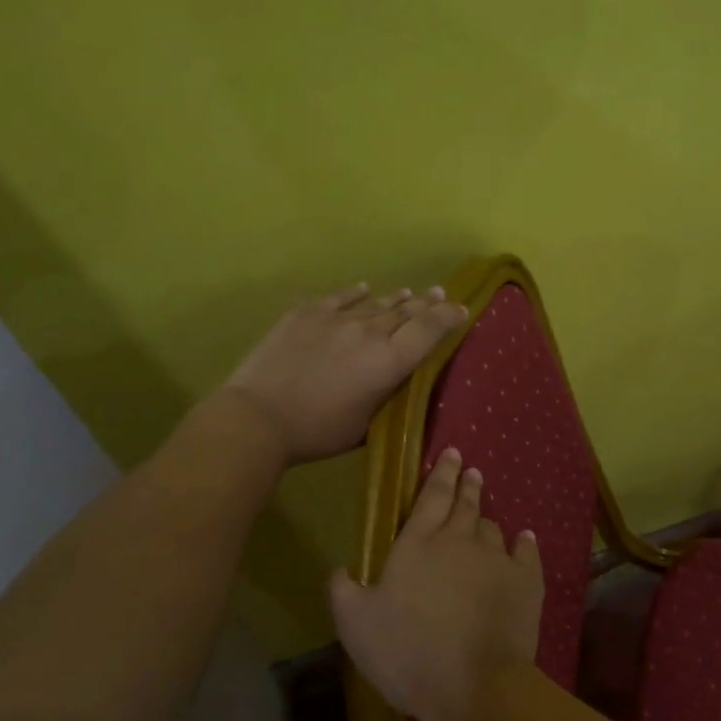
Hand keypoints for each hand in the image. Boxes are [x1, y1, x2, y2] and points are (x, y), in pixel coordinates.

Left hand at [221, 282, 468, 465]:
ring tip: (408, 293)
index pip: (428, 331)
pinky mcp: (305, 313)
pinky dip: (355, 293)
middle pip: (405, 312)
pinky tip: (363, 288)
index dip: (448, 318)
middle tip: (440, 294)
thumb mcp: (365, 426)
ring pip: (375, 303)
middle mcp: (369, 332)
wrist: (258, 416)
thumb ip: (385, 398)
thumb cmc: (317, 432)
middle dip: (426, 303)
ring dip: (395, 299)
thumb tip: (395, 381)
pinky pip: (339, 297)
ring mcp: (336, 318)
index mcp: (388, 362)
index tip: (461, 309)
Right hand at [329, 448, 542, 720]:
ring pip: (491, 528)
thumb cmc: (407, 652)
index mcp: (417, 544)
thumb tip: (340, 568)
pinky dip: (524, 543)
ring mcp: (495, 559)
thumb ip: (342, 590)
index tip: (451, 454)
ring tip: (485, 514)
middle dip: (467, 484)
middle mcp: (458, 541)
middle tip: (471, 469)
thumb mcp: (355, 625)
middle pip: (465, 504)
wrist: (473, 686)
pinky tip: (525, 539)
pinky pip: (526, 552)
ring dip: (486, 517)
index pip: (430, 497)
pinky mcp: (525, 582)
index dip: (441, 473)